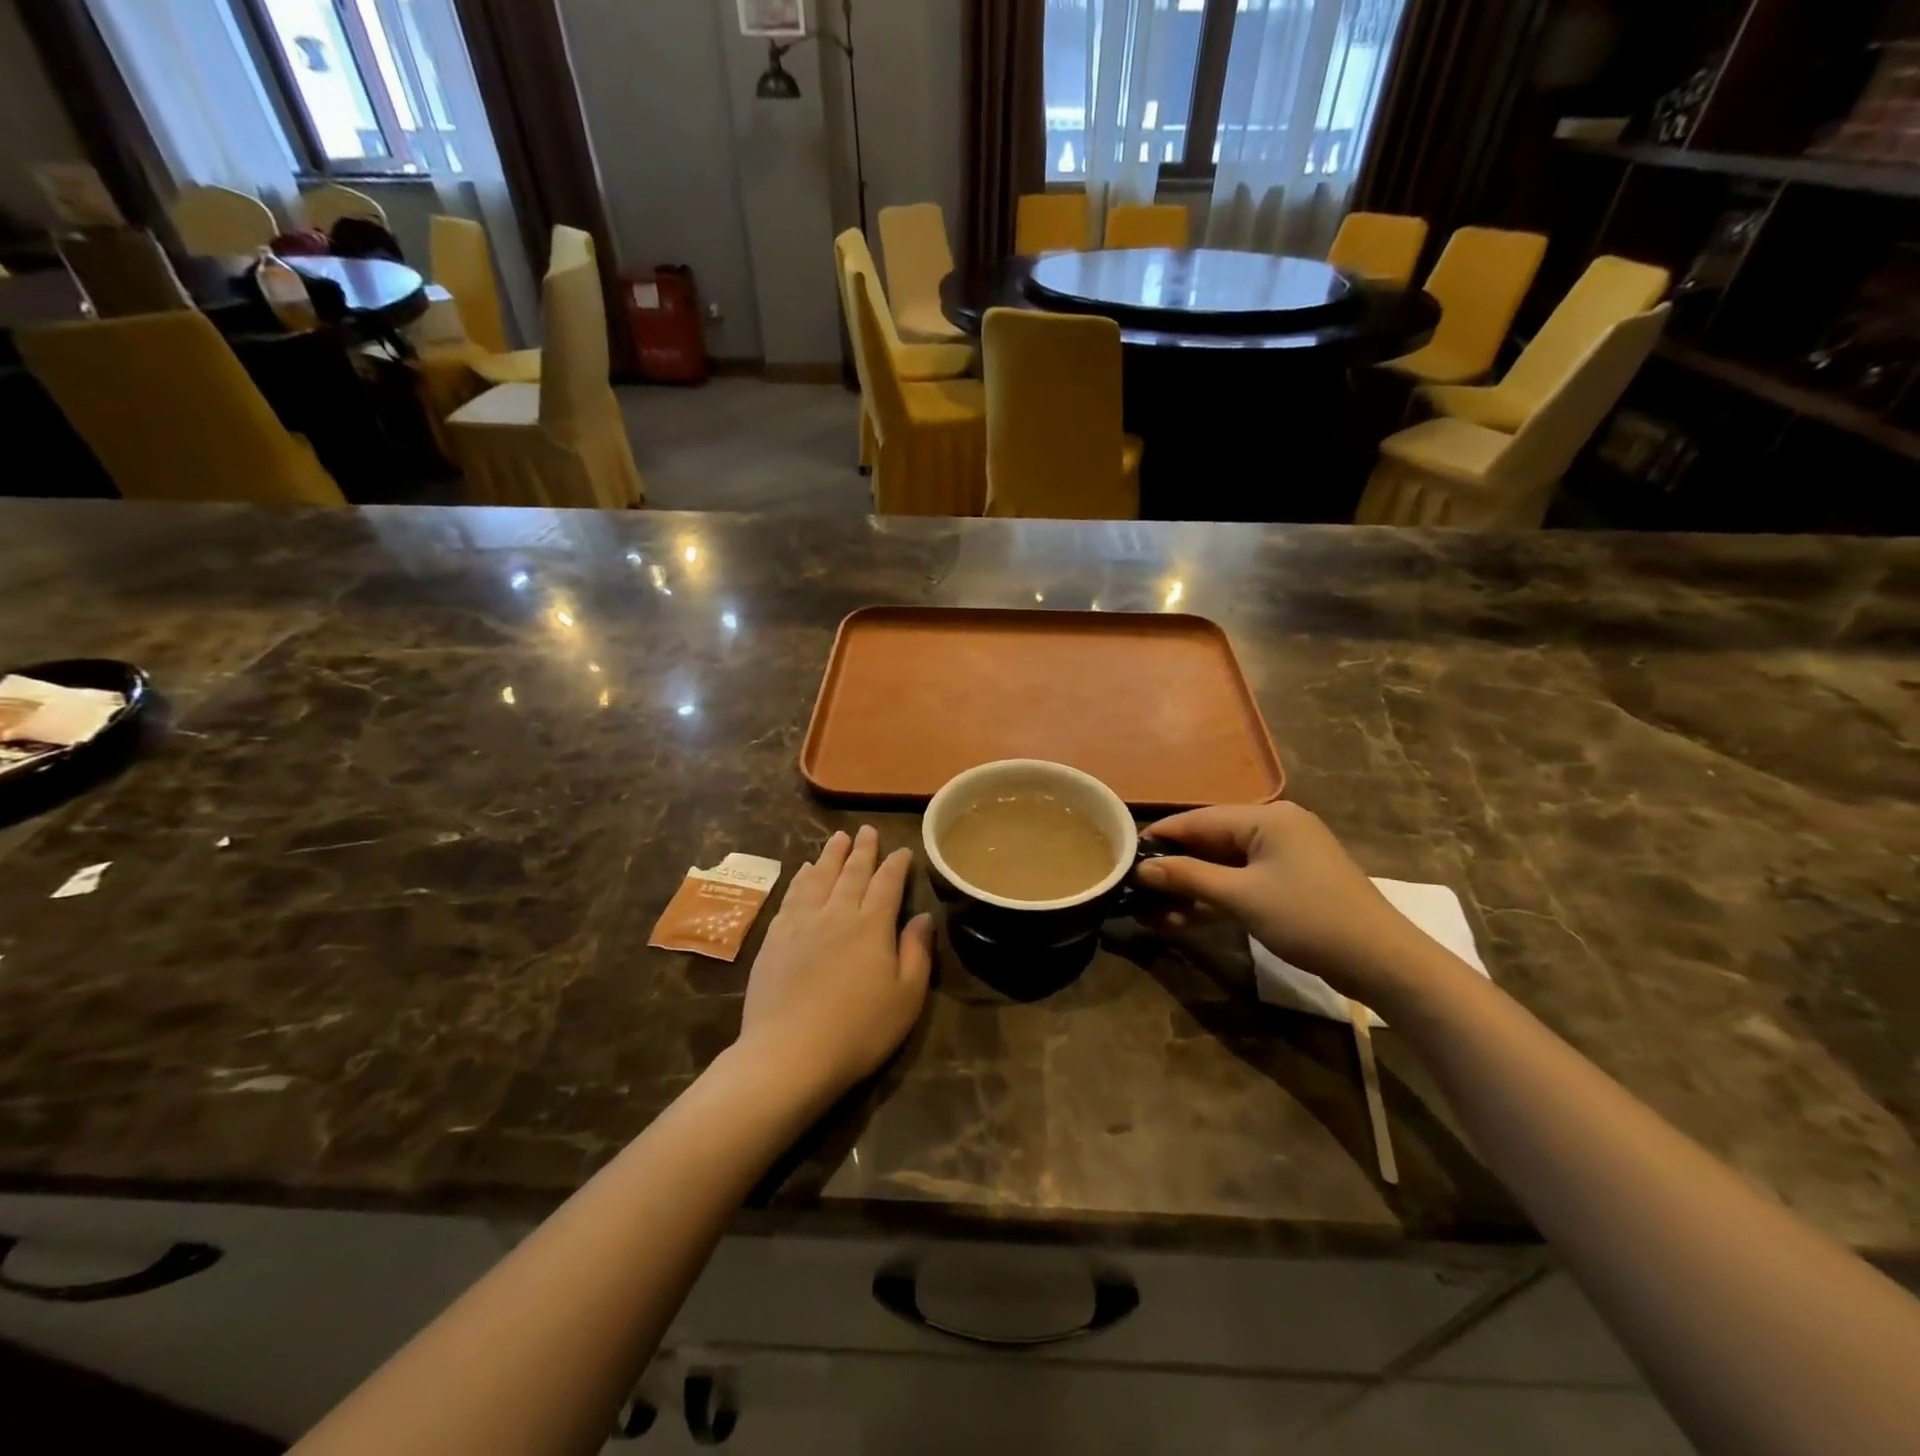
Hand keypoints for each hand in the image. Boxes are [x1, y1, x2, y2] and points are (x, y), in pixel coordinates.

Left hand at [740, 827, 933, 1101]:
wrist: (789, 1053)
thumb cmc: (858, 1030)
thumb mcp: (906, 997)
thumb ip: (916, 952)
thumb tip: (923, 916)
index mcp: (872, 925)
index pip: (887, 883)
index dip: (896, 864)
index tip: (902, 850)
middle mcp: (837, 913)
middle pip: (852, 872)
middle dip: (863, 849)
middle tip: (867, 829)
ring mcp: (802, 923)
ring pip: (819, 877)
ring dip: (831, 855)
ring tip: (838, 837)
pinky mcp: (775, 937)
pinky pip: (792, 895)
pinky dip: (801, 878)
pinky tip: (803, 870)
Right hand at [1135, 802, 1430, 1005]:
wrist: (1382, 962)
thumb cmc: (1309, 919)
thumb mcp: (1241, 897)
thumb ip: (1188, 877)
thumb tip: (1140, 869)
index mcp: (1265, 818)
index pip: (1197, 820)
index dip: (1158, 838)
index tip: (1121, 856)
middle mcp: (1273, 827)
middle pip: (1208, 842)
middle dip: (1172, 869)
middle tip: (1134, 892)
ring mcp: (1282, 856)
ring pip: (1222, 865)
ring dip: (1189, 888)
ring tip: (1150, 913)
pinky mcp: (1288, 882)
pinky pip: (1240, 881)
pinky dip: (1214, 898)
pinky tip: (1181, 918)